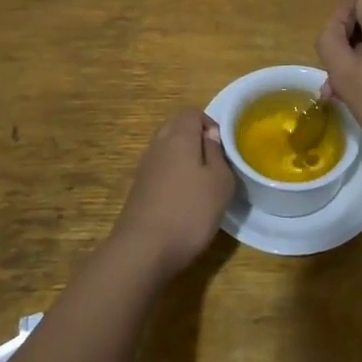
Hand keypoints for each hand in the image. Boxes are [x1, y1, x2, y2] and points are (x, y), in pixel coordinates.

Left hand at [113, 109, 235, 280]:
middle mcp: (158, 145)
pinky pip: (159, 169)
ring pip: (166, 148)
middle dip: (196, 138)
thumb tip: (210, 135)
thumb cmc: (190, 211)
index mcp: (178, 137)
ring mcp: (144, 166)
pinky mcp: (138, 188)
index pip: (192, 112)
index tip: (223, 147)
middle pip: (176, 127)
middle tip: (214, 163)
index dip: (210, 123)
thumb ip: (217, 153)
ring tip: (201, 182)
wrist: (144, 248)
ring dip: (183, 158)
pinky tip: (183, 198)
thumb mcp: (219, 182)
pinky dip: (172, 175)